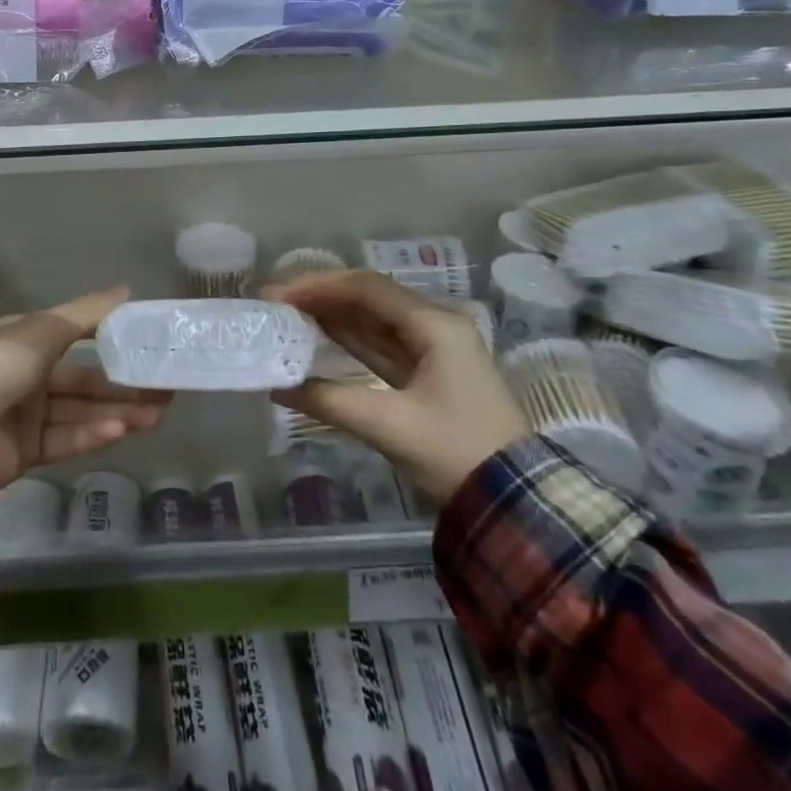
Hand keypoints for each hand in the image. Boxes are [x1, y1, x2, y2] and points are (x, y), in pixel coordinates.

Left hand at [0, 288, 170, 489]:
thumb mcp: (40, 331)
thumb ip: (86, 314)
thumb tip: (126, 291)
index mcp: (24, 339)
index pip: (74, 335)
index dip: (109, 338)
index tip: (146, 343)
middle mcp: (27, 374)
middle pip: (83, 379)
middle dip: (122, 383)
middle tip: (164, 387)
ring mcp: (26, 414)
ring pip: (81, 410)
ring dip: (117, 410)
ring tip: (158, 412)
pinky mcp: (26, 450)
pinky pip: (66, 439)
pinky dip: (92, 434)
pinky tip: (122, 429)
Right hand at [268, 272, 529, 505]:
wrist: (514, 504)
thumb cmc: (455, 453)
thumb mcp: (388, 425)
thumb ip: (328, 400)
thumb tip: (276, 387)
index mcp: (435, 326)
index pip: (367, 289)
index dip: (319, 287)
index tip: (279, 296)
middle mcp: (436, 327)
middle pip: (370, 298)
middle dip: (322, 298)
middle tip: (277, 304)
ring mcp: (434, 350)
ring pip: (374, 321)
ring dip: (333, 317)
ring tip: (289, 316)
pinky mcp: (429, 374)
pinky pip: (381, 345)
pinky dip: (350, 340)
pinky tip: (319, 339)